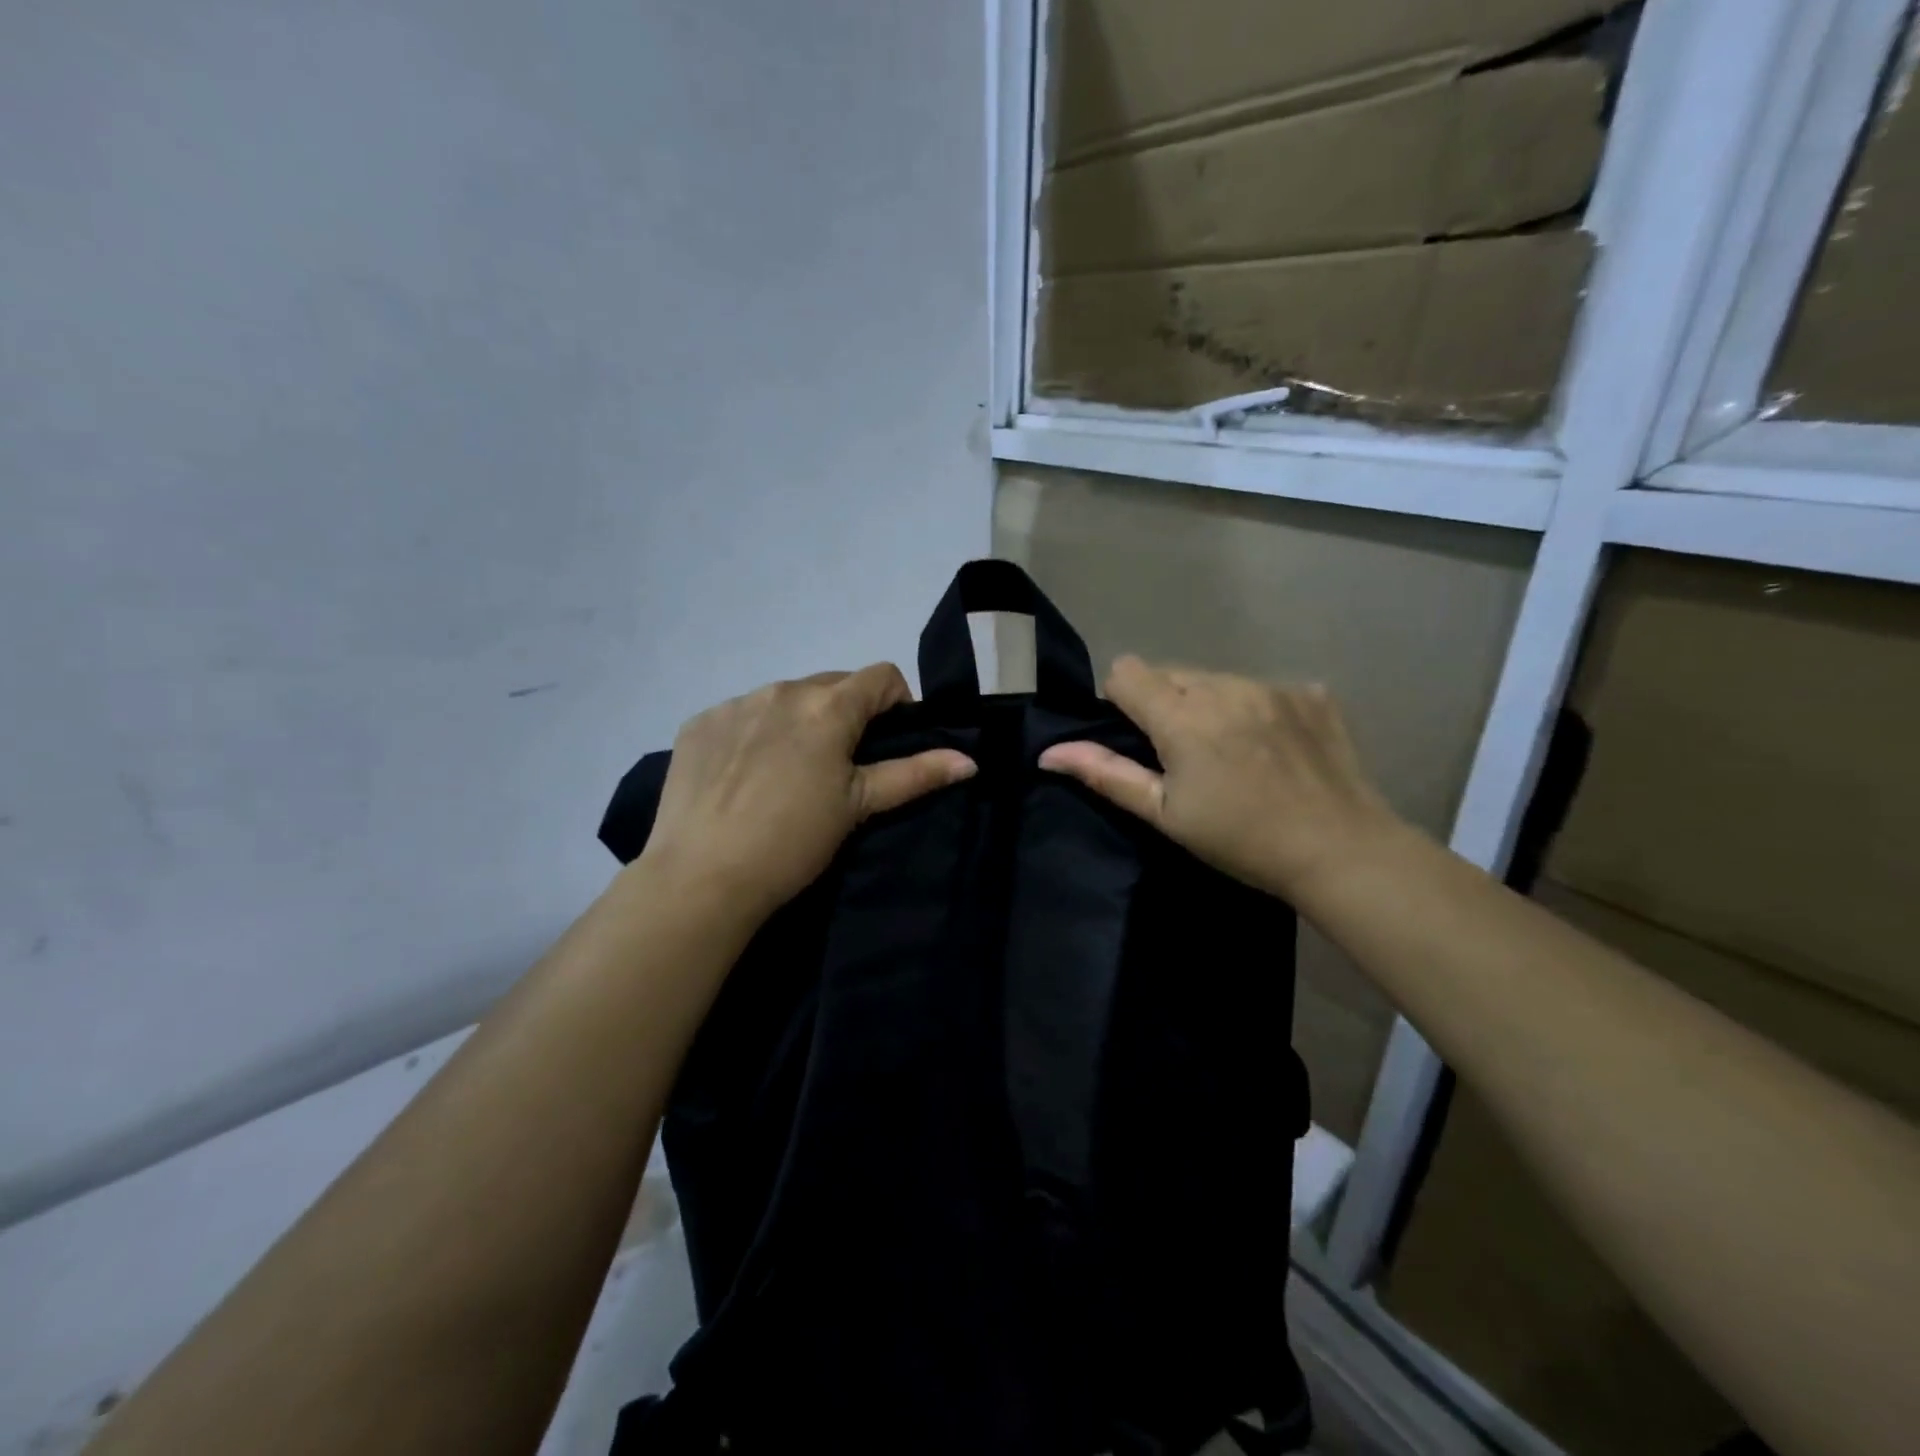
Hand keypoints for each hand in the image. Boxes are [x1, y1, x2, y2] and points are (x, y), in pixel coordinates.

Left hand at [641, 664, 974, 916]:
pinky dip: (754, 733)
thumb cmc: (793, 841)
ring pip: (785, 698)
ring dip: (799, 721)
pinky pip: (742, 714)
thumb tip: (970, 760)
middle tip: (839, 766)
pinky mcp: (699, 723)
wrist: (701, 877)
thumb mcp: (858, 806)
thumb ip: (915, 774)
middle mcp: (781, 690)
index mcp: (827, 706)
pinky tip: (744, 776)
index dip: (896, 703)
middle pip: (832, 684)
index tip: (887, 742)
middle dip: (846, 713)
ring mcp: (735, 703)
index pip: (881, 676)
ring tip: (788, 773)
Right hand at [1039, 657, 1402, 903]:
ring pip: (1216, 679)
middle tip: (1188, 756)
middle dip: (1166, 704)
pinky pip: (1262, 688)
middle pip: (1170, 673)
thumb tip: (1049, 753)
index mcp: (1182, 716)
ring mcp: (1273, 685)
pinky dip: (1256, 710)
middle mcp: (1225, 686)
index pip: (1126, 671)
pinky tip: (1274, 749)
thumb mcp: (1164, 815)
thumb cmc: (1240, 839)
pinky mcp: (1310, 693)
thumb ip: (1105, 775)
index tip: (1140, 740)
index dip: (1122, 702)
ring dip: (1210, 705)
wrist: (1341, 851)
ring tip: (1234, 753)